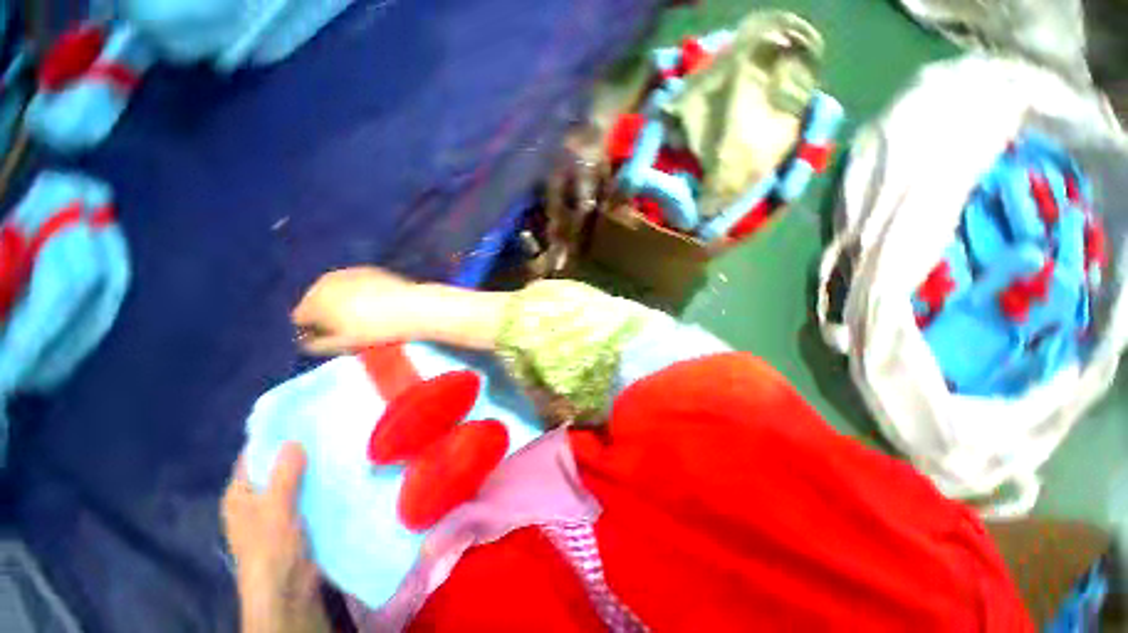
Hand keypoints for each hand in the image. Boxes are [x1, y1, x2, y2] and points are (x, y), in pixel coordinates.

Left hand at [222, 443, 327, 632]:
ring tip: (342, 441)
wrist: (290, 589)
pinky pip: (313, 491)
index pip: (254, 456)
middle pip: (279, 465)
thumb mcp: (275, 508)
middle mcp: (258, 498)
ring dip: (316, 465)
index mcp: (241, 494)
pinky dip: (324, 480)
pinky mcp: (302, 517)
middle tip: (329, 425)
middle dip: (300, 449)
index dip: (274, 436)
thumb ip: (283, 475)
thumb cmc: (271, 548)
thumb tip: (294, 440)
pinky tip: (344, 467)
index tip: (302, 416)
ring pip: (299, 478)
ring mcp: (281, 508)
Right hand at [292, 267, 419, 354]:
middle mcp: (325, 281)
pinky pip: (353, 283)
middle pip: (315, 301)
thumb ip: (316, 345)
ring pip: (334, 291)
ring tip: (362, 317)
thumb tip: (304, 342)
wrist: (412, 307)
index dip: (312, 331)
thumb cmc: (376, 330)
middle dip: (324, 315)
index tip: (330, 340)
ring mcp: (347, 272)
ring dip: (339, 302)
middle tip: (346, 329)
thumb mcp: (343, 344)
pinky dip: (357, 293)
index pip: (299, 318)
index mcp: (314, 301)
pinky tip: (374, 303)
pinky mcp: (368, 269)